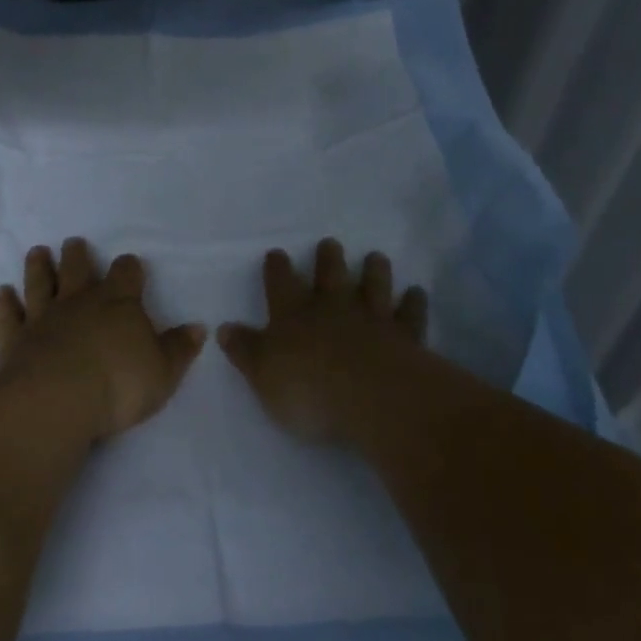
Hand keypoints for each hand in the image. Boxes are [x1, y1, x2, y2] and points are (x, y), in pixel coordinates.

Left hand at [0, 238, 206, 441]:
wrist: (58, 399)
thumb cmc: (119, 384)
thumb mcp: (164, 371)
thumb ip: (180, 348)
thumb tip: (198, 328)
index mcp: (118, 303)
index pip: (126, 274)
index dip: (129, 268)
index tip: (130, 265)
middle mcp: (79, 301)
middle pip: (77, 269)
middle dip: (77, 255)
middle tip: (73, 243)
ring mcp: (43, 317)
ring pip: (39, 283)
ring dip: (38, 267)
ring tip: (37, 252)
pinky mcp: (14, 339)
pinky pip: (9, 316)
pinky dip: (5, 304)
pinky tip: (2, 293)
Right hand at [219, 240, 427, 442]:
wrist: (371, 397)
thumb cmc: (307, 389)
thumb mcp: (261, 374)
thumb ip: (244, 350)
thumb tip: (223, 328)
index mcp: (292, 314)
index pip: (280, 283)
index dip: (277, 268)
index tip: (277, 254)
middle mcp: (331, 308)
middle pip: (330, 275)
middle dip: (329, 258)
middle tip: (330, 243)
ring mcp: (371, 318)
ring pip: (373, 285)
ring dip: (374, 270)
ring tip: (376, 257)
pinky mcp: (405, 336)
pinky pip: (409, 314)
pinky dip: (413, 302)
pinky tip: (417, 292)